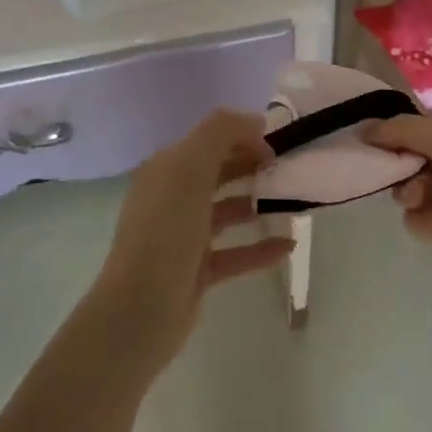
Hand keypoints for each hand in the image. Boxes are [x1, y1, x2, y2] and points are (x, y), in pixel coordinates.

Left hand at [92, 110, 292, 371]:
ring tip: (292, 202)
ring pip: (227, 211)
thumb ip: (221, 133)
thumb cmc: (165, 231)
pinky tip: (288, 245)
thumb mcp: (190, 168)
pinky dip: (260, 248)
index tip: (276, 144)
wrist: (140, 310)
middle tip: (287, 169)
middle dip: (251, 166)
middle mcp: (172, 197)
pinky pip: (235, 252)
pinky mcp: (197, 270)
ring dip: (256, 203)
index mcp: (166, 169)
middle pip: (218, 172)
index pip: (208, 139)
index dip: (241, 136)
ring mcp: (184, 236)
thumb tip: (254, 120)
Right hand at [366, 113, 431, 309]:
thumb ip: (406, 130)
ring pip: (409, 188)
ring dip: (409, 193)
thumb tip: (366, 128)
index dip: (394, 129)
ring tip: (422, 201)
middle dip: (399, 163)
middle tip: (396, 172)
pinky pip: (417, 219)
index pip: (420, 124)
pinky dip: (423, 221)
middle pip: (409, 156)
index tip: (367, 136)